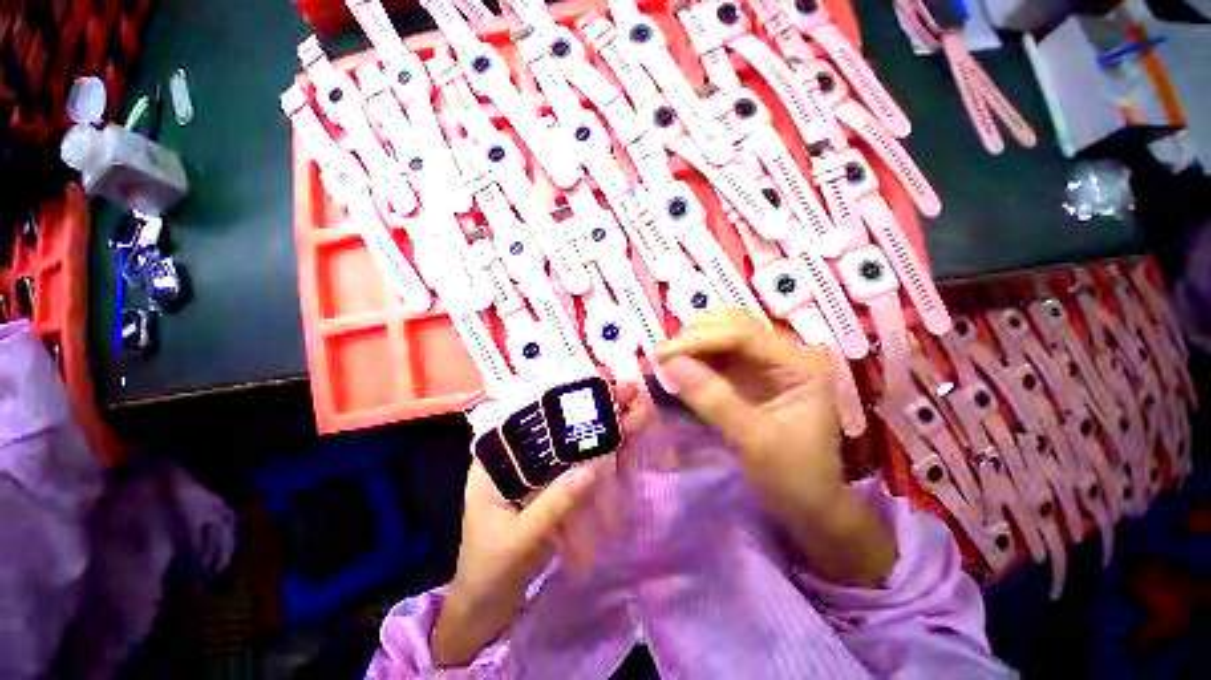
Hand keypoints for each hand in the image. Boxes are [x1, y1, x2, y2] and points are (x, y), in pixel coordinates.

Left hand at [433, 382, 651, 665]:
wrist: (487, 606)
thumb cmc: (490, 570)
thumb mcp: (519, 540)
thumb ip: (554, 504)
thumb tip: (592, 467)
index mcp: (496, 459)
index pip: (529, 413)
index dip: (563, 395)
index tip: (593, 383)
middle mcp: (519, 457)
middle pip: (558, 423)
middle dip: (592, 407)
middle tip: (626, 390)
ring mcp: (540, 471)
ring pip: (574, 440)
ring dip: (603, 424)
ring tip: (633, 407)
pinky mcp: (555, 486)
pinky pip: (580, 463)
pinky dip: (603, 450)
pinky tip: (624, 437)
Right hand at [658, 309, 896, 586]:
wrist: (807, 506)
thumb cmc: (792, 476)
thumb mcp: (754, 441)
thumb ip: (714, 400)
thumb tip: (671, 364)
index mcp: (799, 364)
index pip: (743, 334)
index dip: (700, 339)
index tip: (663, 354)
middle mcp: (784, 354)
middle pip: (733, 325)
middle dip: (695, 337)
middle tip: (663, 357)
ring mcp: (766, 363)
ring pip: (723, 334)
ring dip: (693, 344)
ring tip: (668, 361)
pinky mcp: (750, 375)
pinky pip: (718, 354)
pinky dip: (696, 357)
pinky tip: (680, 367)